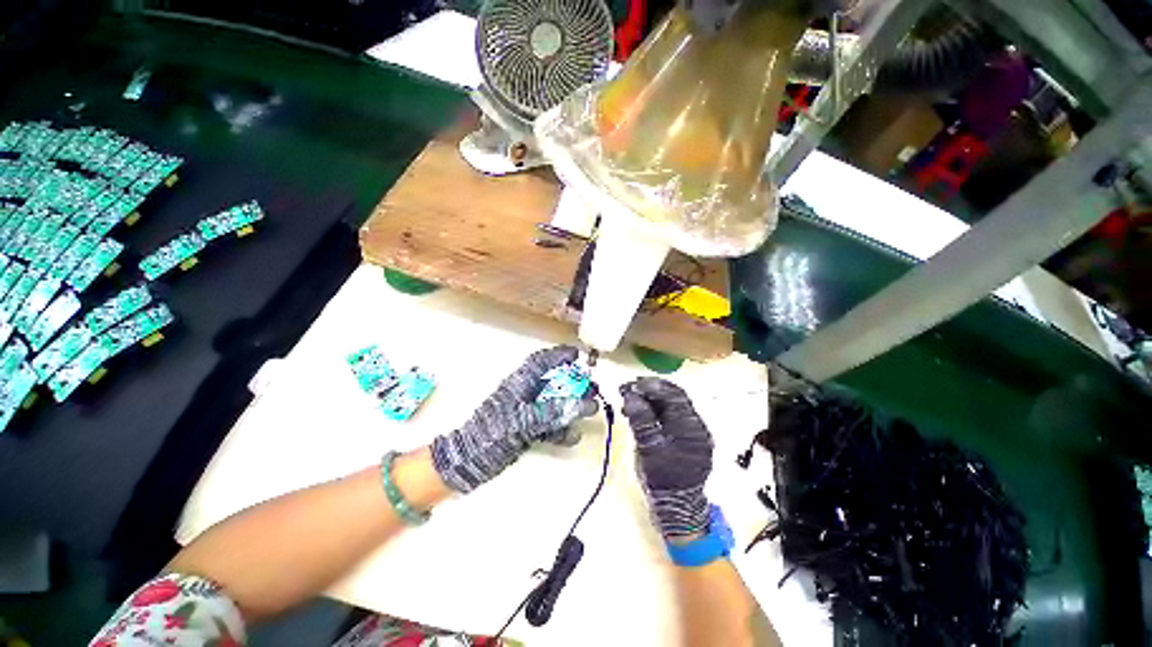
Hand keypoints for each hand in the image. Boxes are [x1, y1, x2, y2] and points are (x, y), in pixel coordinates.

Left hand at [432, 346, 597, 492]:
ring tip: (591, 408)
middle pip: (552, 381)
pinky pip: (548, 425)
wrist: (466, 464)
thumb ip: (553, 412)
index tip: (577, 355)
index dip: (558, 355)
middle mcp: (523, 394)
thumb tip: (583, 403)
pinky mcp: (525, 430)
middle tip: (591, 386)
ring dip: (571, 405)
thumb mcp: (523, 421)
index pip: (540, 361)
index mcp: (519, 384)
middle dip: (573, 383)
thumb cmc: (491, 435)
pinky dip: (561, 429)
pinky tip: (573, 437)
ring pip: (553, 403)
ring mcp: (525, 413)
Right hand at [620, 377, 712, 539]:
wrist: (676, 506)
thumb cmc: (661, 479)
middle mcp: (696, 425)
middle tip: (627, 388)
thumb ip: (640, 419)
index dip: (651, 386)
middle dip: (649, 390)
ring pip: (669, 405)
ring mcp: (691, 430)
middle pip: (673, 397)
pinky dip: (653, 409)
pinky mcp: (684, 436)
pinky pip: (669, 415)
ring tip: (628, 399)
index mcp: (691, 427)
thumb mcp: (647, 448)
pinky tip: (638, 411)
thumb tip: (631, 395)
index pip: (673, 395)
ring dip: (649, 399)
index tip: (631, 384)